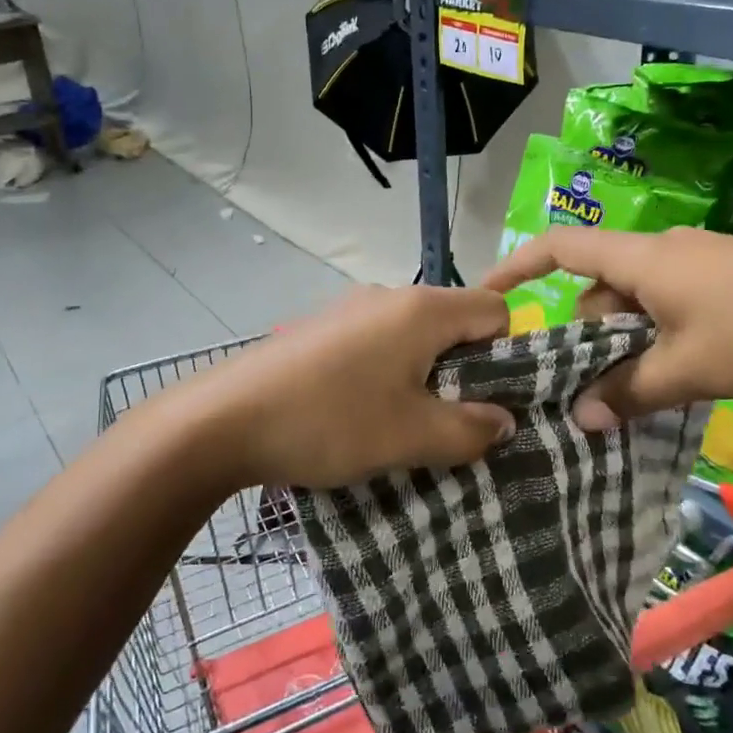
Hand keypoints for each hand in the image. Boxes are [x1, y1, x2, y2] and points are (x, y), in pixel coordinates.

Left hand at [190, 285, 516, 489]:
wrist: (224, 419)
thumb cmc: (331, 421)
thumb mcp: (412, 436)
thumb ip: (471, 430)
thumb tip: (505, 422)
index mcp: (422, 308)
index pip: (496, 309)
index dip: (508, 353)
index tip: (491, 400)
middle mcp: (389, 296)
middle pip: (455, 321)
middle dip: (466, 371)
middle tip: (452, 422)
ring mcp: (350, 309)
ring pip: (414, 336)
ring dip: (425, 377)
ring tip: (405, 426)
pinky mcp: (322, 329)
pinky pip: (377, 344)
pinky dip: (388, 374)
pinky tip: (361, 413)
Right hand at [483, 228, 732, 429]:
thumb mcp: (690, 371)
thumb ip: (628, 392)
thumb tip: (578, 419)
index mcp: (643, 258)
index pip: (560, 247)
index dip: (517, 268)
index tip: (488, 300)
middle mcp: (664, 250)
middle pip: (598, 285)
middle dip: (583, 335)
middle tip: (583, 390)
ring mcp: (700, 262)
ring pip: (636, 300)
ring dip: (625, 343)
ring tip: (633, 393)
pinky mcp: (729, 279)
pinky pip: (670, 304)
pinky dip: (657, 336)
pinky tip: (677, 375)